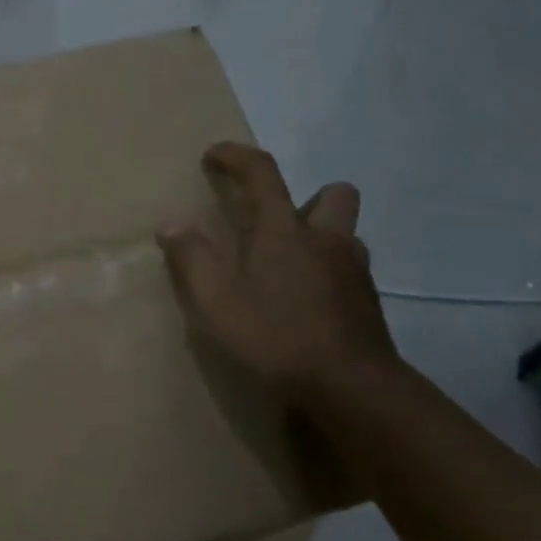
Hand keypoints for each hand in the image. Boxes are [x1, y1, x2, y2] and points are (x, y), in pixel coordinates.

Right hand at [158, 143, 396, 410]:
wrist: (350, 385)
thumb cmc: (275, 336)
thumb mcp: (215, 302)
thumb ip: (192, 259)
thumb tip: (172, 225)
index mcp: (284, 230)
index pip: (262, 173)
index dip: (236, 156)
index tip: (214, 154)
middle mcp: (326, 238)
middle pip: (334, 194)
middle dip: (307, 199)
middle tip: (277, 226)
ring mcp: (354, 269)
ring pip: (346, 234)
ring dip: (321, 239)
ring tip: (289, 270)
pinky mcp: (368, 302)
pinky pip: (350, 270)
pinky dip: (329, 275)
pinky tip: (308, 305)